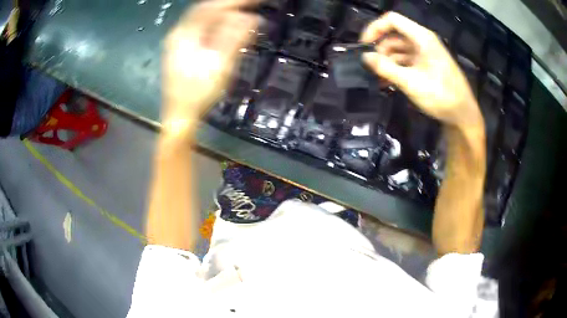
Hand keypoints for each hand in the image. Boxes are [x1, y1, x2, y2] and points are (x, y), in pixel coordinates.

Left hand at [162, 0, 260, 123]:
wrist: (180, 116)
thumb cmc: (199, 92)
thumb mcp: (221, 63)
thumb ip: (236, 37)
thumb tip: (253, 18)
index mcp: (185, 33)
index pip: (212, 7)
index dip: (235, 1)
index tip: (257, 0)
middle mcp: (178, 33)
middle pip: (205, 10)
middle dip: (229, 6)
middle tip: (250, 5)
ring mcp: (177, 42)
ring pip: (202, 19)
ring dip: (222, 14)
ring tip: (242, 14)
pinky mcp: (180, 51)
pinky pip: (200, 29)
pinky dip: (215, 24)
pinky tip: (226, 28)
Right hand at [361, 12, 482, 128]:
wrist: (463, 115)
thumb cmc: (441, 96)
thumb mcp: (411, 82)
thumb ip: (386, 68)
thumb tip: (365, 57)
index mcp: (422, 37)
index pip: (392, 20)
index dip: (375, 28)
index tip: (364, 45)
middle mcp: (423, 41)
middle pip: (394, 36)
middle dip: (380, 50)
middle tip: (371, 68)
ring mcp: (425, 53)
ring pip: (399, 50)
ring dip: (387, 62)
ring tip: (378, 79)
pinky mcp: (426, 65)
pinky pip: (406, 61)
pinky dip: (396, 68)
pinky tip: (388, 82)